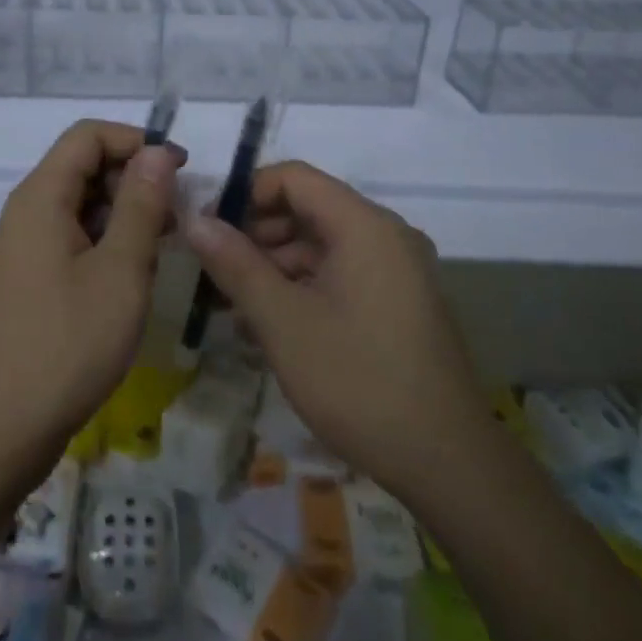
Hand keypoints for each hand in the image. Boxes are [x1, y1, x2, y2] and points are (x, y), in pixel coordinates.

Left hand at [0, 120, 183, 458]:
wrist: (2, 429)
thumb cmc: (68, 344)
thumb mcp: (121, 270)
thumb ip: (141, 205)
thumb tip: (156, 152)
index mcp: (41, 198)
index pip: (88, 136)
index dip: (136, 141)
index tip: (179, 171)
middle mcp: (26, 212)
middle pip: (83, 167)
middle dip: (134, 179)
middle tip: (177, 217)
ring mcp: (24, 248)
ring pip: (80, 205)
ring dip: (124, 213)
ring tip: (162, 248)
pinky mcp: (29, 279)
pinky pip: (71, 238)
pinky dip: (106, 242)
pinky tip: (133, 275)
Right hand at [183, 161, 489, 503]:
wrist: (446, 462)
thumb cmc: (358, 380)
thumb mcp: (284, 321)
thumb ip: (235, 265)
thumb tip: (195, 220)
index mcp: (364, 225)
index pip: (293, 178)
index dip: (245, 194)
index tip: (207, 229)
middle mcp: (384, 236)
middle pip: (306, 210)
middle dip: (254, 236)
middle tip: (211, 274)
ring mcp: (395, 271)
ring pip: (320, 247)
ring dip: (272, 268)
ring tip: (230, 308)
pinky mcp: (397, 303)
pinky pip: (339, 276)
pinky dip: (300, 290)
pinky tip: (266, 327)